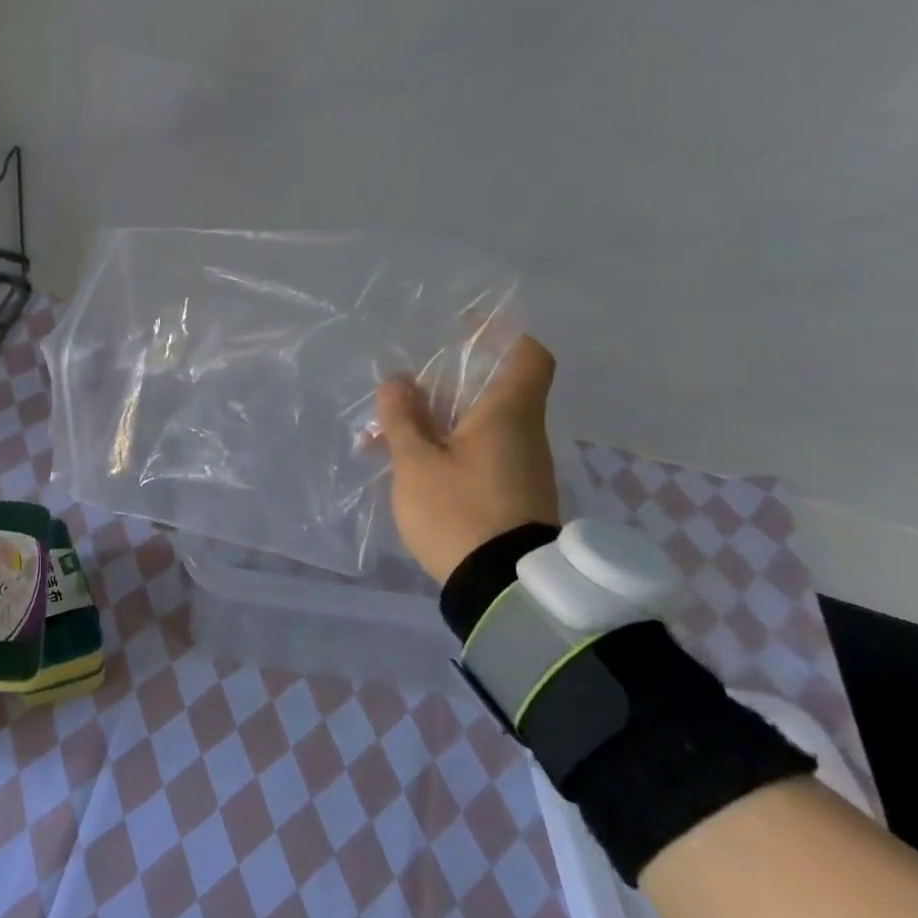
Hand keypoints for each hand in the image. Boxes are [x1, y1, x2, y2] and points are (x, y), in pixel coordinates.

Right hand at [375, 336, 560, 583]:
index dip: (502, 335)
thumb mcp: (416, 462)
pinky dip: (448, 447)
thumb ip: (404, 418)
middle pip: (495, 389)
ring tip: (390, 432)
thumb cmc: (459, 511)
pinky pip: (480, 453)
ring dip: (440, 420)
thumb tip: (398, 382)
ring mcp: (522, 466)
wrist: (503, 588)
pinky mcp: (513, 494)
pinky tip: (410, 464)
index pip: (527, 355)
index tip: (466, 329)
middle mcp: (524, 433)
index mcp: (508, 413)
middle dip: (449, 383)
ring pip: (481, 424)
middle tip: (405, 388)